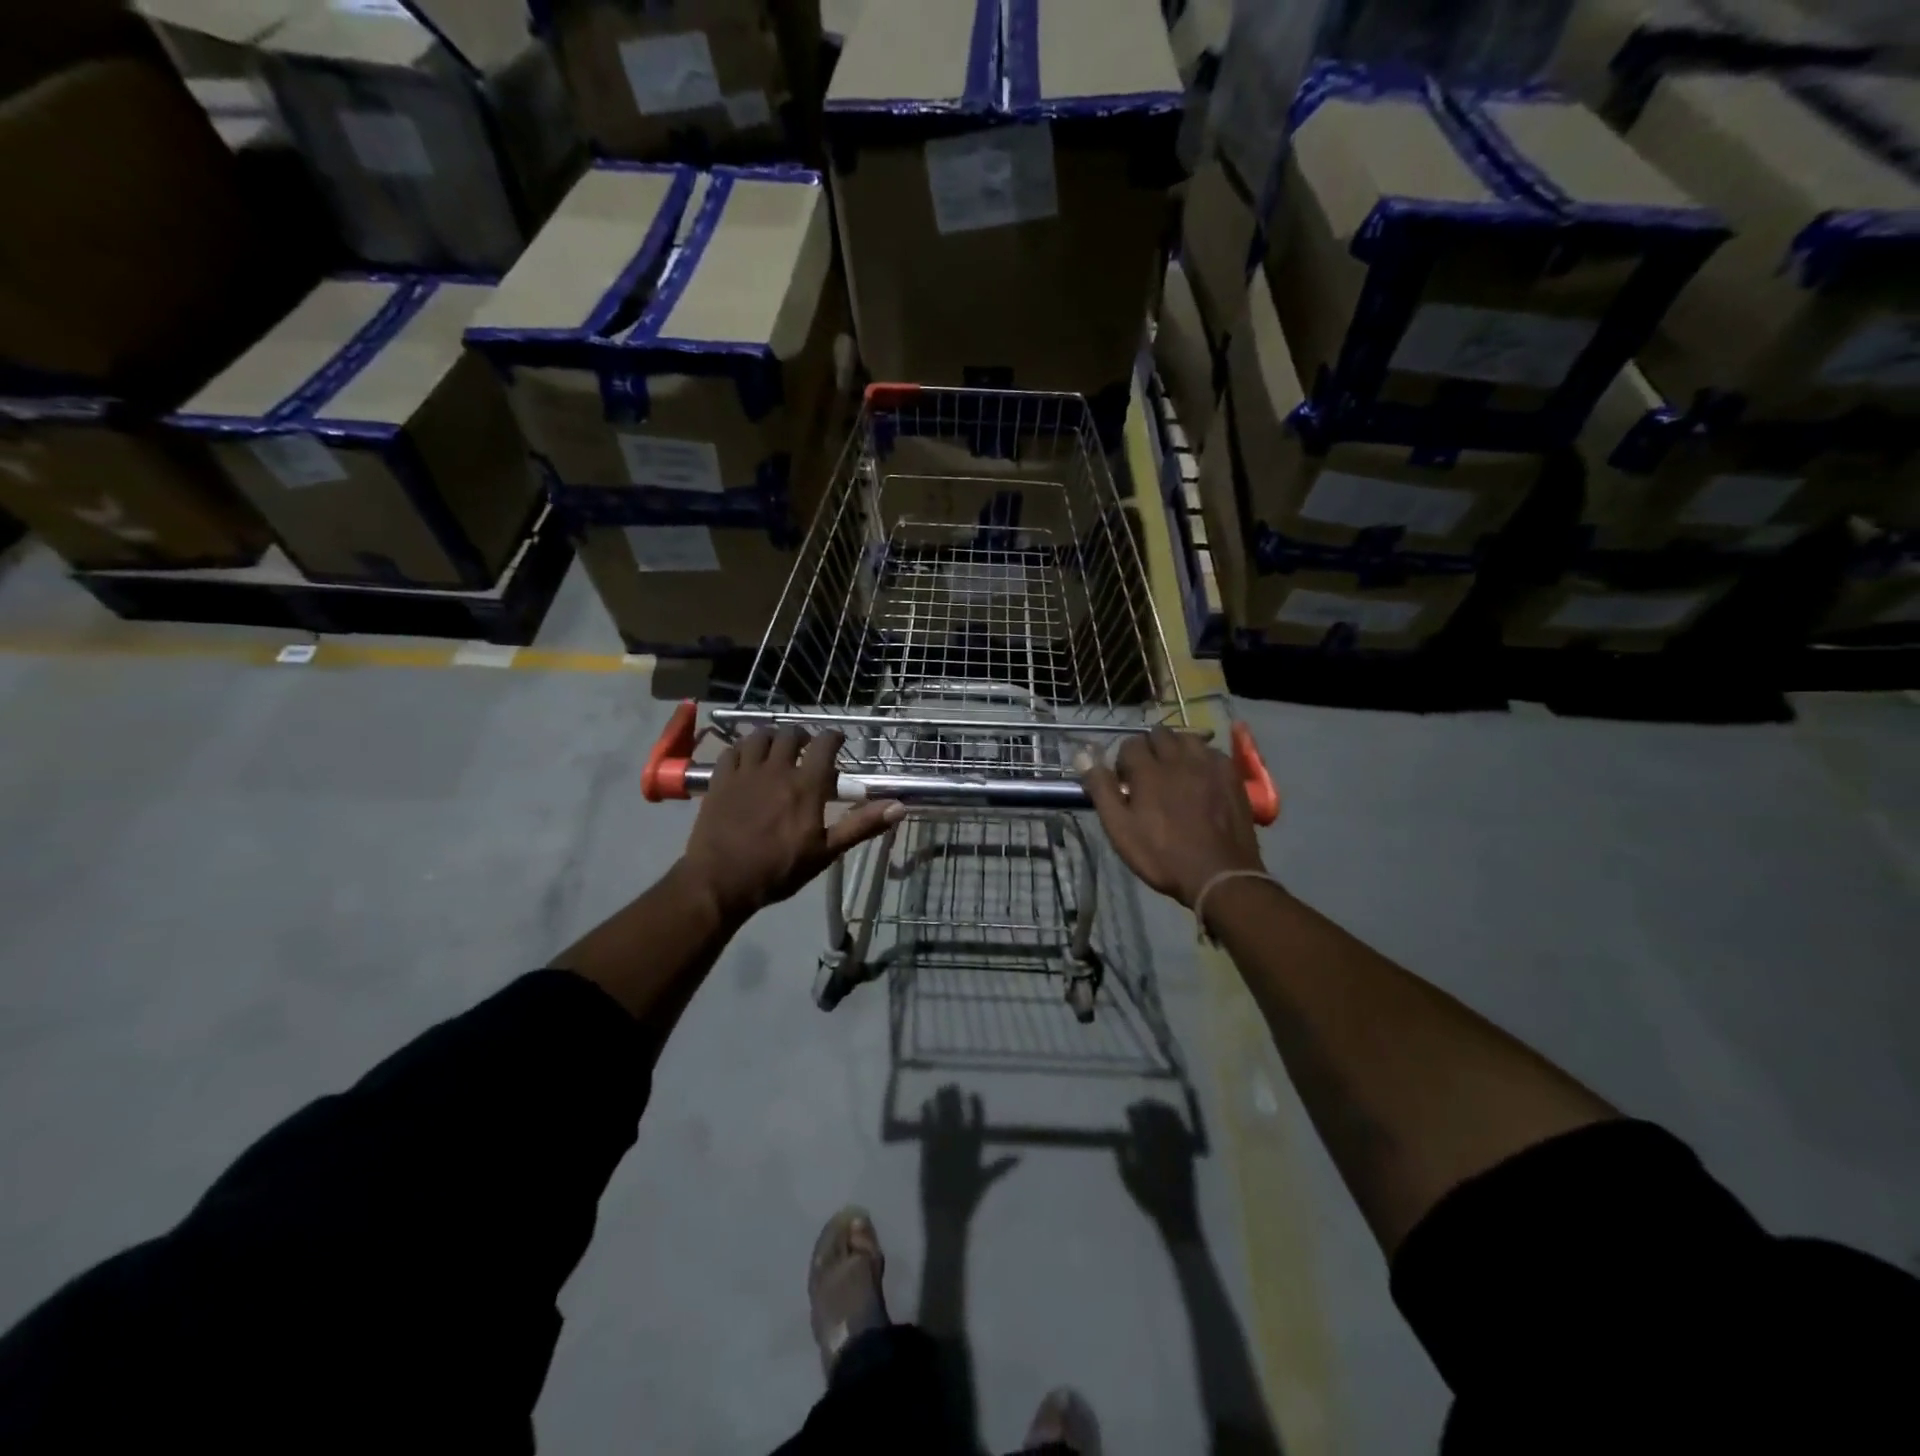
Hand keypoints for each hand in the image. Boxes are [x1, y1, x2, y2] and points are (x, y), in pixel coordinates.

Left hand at [678, 728, 901, 923]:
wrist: (719, 881)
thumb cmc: (778, 870)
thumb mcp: (825, 852)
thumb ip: (860, 825)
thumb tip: (898, 807)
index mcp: (806, 785)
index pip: (824, 745)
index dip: (833, 737)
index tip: (838, 740)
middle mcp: (777, 769)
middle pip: (790, 735)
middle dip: (802, 736)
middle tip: (806, 747)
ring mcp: (745, 772)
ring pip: (759, 737)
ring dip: (771, 737)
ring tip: (775, 748)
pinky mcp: (719, 780)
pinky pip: (731, 750)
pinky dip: (742, 748)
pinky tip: (745, 758)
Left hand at [919, 1086, 1017, 1224]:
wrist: (945, 1218)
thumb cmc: (967, 1201)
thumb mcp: (985, 1181)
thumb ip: (1001, 1166)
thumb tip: (1021, 1156)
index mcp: (974, 1152)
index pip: (977, 1124)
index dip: (976, 1108)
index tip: (974, 1093)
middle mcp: (960, 1147)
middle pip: (958, 1117)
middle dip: (956, 1100)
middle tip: (952, 1084)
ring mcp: (944, 1149)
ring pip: (943, 1119)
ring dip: (941, 1102)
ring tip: (940, 1088)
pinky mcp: (929, 1153)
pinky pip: (928, 1129)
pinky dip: (927, 1115)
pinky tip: (926, 1103)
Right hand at [1080, 728, 1265, 907]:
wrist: (1219, 875)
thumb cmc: (1162, 856)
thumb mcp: (1120, 829)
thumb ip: (1102, 790)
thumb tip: (1084, 755)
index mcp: (1148, 770)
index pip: (1130, 744)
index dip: (1124, 762)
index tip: (1126, 783)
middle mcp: (1179, 758)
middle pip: (1159, 734)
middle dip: (1149, 750)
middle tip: (1149, 777)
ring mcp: (1209, 764)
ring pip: (1187, 738)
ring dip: (1176, 749)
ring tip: (1175, 772)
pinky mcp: (1231, 774)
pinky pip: (1212, 751)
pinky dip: (1202, 758)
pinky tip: (1201, 777)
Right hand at [1115, 1100, 1200, 1241]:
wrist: (1177, 1215)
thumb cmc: (1150, 1198)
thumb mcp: (1129, 1178)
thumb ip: (1122, 1156)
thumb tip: (1121, 1138)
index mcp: (1151, 1146)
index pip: (1142, 1119)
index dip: (1135, 1112)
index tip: (1129, 1110)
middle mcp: (1166, 1141)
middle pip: (1158, 1114)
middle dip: (1148, 1106)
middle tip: (1139, 1105)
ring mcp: (1180, 1145)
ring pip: (1172, 1118)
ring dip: (1161, 1109)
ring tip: (1153, 1108)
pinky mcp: (1188, 1151)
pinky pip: (1182, 1127)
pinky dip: (1175, 1118)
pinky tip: (1169, 1119)